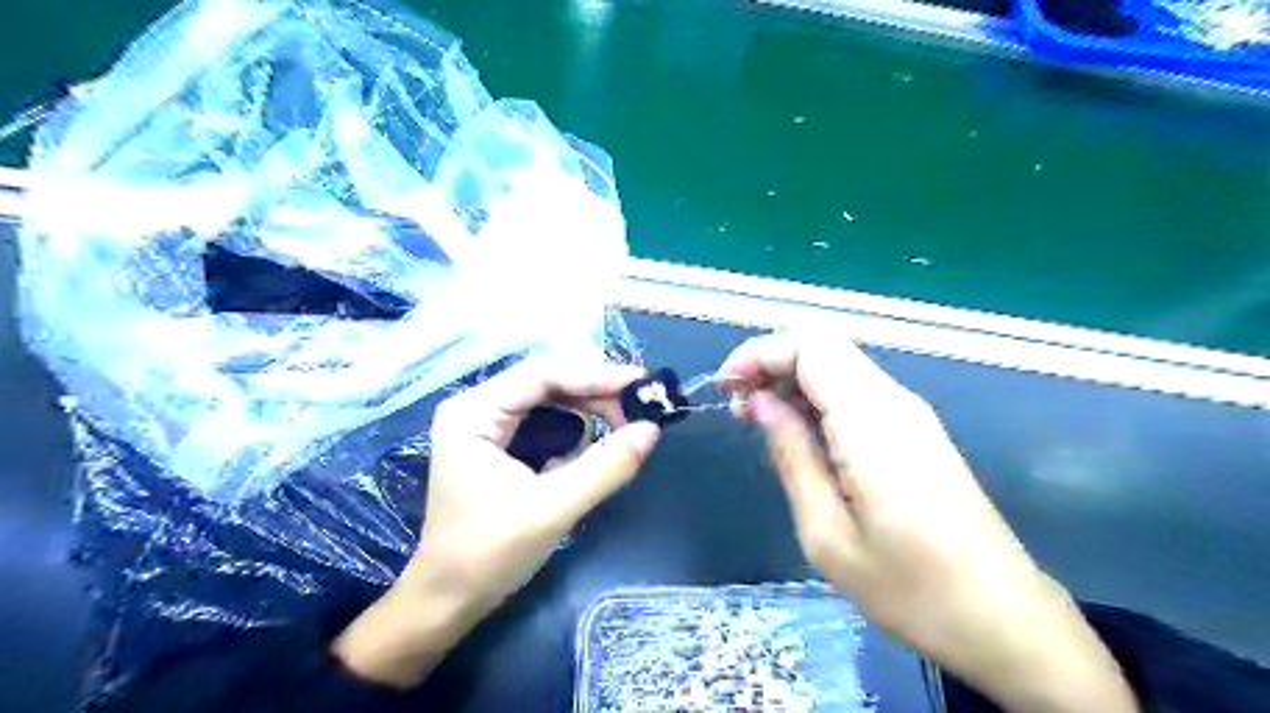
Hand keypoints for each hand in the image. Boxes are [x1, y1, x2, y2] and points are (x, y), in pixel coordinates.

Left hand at [332, 360, 659, 686]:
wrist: (449, 600)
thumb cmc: (490, 554)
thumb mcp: (553, 509)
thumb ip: (605, 466)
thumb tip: (652, 429)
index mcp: (474, 413)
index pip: (542, 374)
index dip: (595, 375)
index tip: (641, 384)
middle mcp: (475, 407)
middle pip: (546, 381)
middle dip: (595, 391)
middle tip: (640, 406)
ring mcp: (484, 424)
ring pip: (547, 398)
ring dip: (588, 406)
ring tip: (625, 420)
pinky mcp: (496, 443)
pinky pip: (544, 418)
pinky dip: (575, 424)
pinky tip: (597, 436)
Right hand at [725, 333, 1141, 711]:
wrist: (1002, 619)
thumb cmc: (909, 588)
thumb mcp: (826, 532)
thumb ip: (792, 454)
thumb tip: (759, 402)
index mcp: (873, 421)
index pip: (810, 346)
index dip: (758, 353)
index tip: (723, 388)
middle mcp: (895, 402)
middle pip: (823, 347)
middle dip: (770, 364)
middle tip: (739, 410)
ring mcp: (910, 415)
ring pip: (838, 367)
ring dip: (791, 383)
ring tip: (760, 427)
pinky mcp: (915, 432)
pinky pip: (855, 393)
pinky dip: (816, 401)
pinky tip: (801, 441)